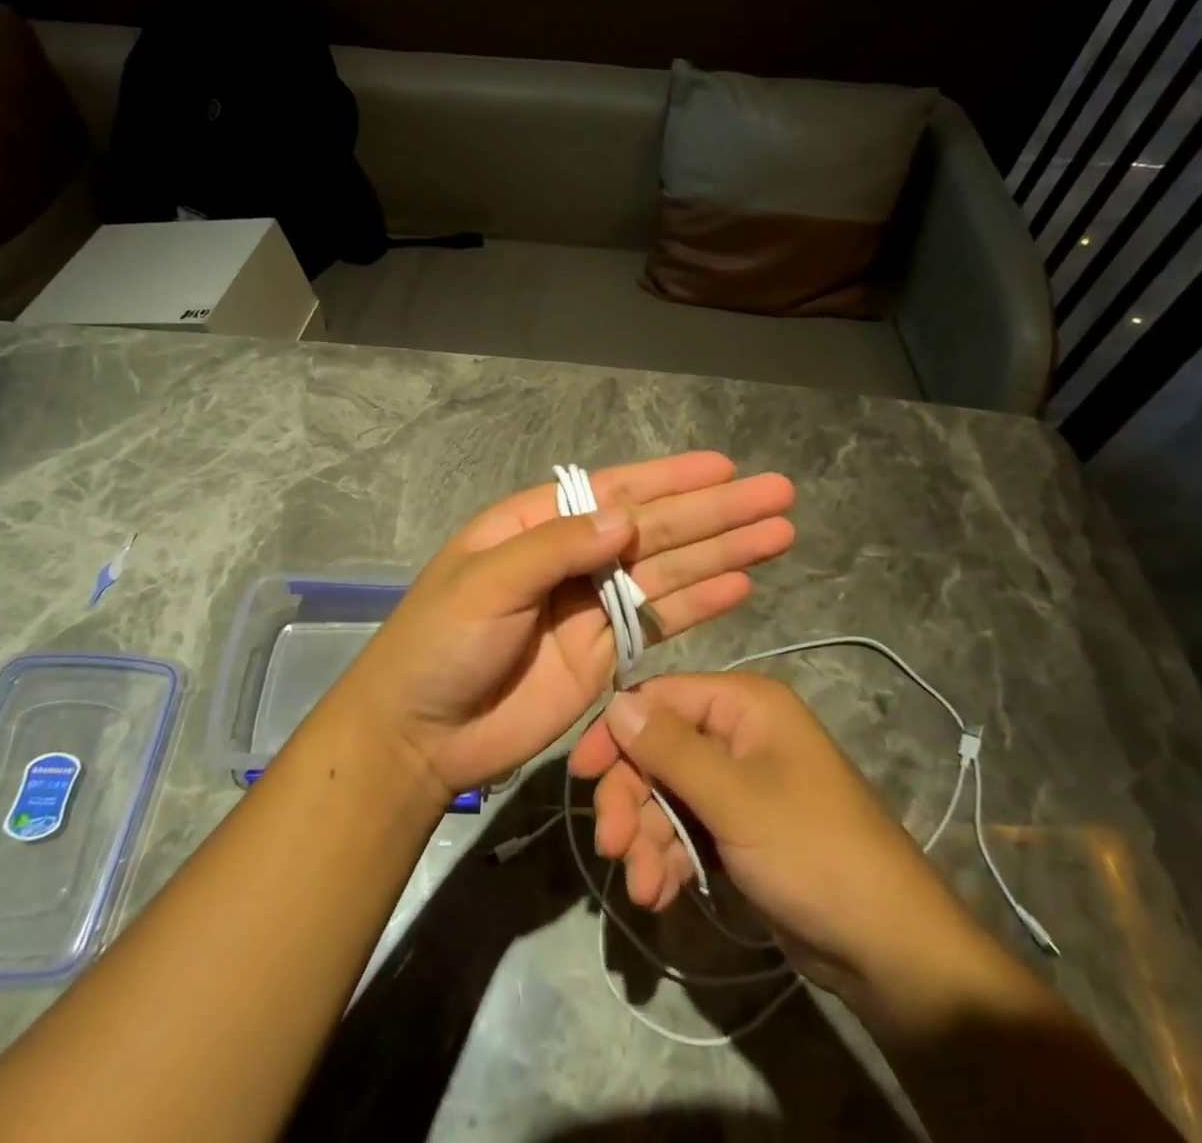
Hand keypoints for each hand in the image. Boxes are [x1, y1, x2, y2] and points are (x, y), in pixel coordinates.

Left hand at [344, 453, 794, 796]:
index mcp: (539, 525)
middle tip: (779, 494)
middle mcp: (575, 557)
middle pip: (657, 528)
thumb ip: (555, 548)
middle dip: (717, 512)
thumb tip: (627, 518)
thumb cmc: (439, 644)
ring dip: (724, 551)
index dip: (672, 479)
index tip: (725, 468)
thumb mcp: (485, 582)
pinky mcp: (608, 653)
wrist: (421, 734)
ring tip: (780, 532)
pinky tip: (743, 584)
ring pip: (670, 570)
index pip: (616, 492)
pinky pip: (662, 620)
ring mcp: (594, 606)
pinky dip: (702, 602)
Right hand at [568, 672, 976, 999]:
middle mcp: (739, 734)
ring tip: (642, 888)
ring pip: (667, 795)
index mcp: (744, 704)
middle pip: (658, 751)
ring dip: (646, 839)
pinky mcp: (739, 829)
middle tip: (611, 847)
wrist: (887, 948)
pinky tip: (659, 894)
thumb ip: (669, 748)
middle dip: (631, 800)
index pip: (660, 698)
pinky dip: (668, 858)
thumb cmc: (812, 851)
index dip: (617, 732)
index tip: (580, 774)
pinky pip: (687, 829)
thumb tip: (615, 701)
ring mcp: (739, 784)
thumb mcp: (734, 798)